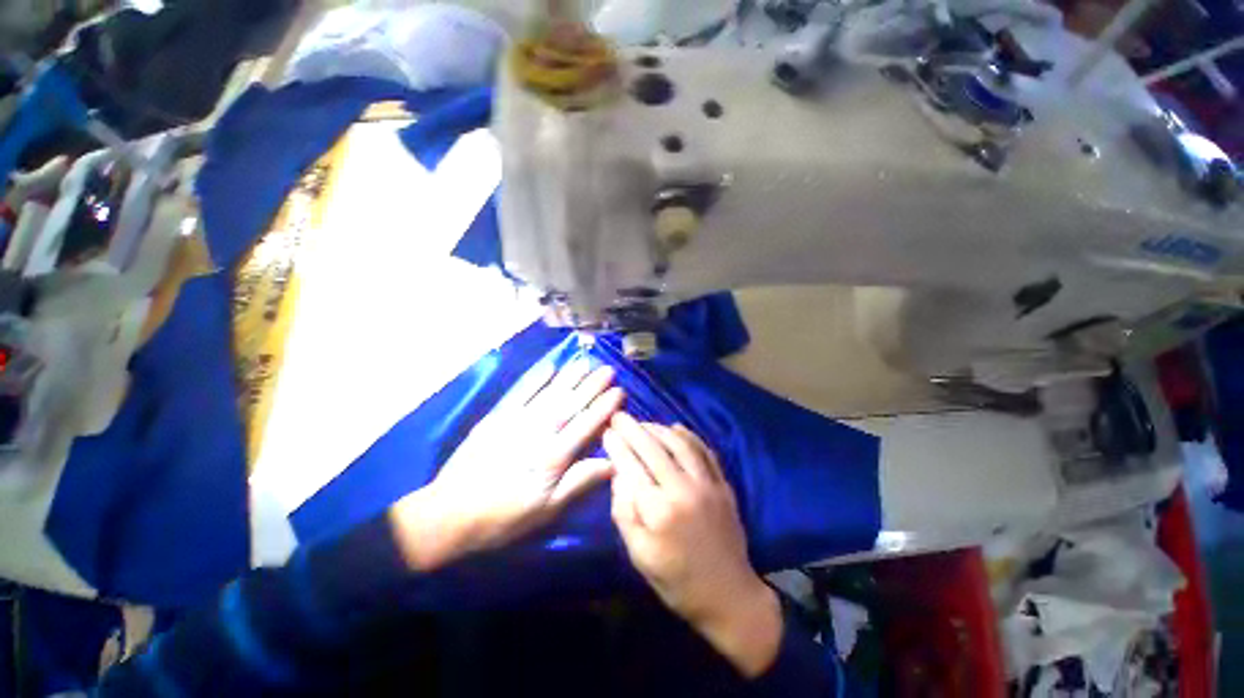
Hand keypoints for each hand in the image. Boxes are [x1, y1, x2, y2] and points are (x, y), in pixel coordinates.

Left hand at [391, 363, 624, 570]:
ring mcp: (516, 421)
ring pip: (549, 393)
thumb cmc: (503, 517)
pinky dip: (536, 378)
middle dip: (591, 385)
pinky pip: (521, 392)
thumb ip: (579, 482)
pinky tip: (549, 367)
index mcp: (552, 456)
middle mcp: (537, 432)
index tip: (619, 392)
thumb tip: (612, 463)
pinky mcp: (497, 417)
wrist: (449, 514)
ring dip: (569, 376)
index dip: (604, 407)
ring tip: (586, 362)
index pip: (585, 425)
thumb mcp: (546, 510)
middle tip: (608, 369)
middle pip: (570, 404)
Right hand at [604, 414, 782, 677]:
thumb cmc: (676, 580)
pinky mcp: (723, 484)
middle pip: (653, 448)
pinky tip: (675, 428)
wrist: (728, 595)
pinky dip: (688, 435)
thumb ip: (624, 512)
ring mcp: (707, 484)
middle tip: (619, 416)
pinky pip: (704, 450)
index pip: (631, 466)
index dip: (617, 445)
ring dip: (658, 428)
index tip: (606, 431)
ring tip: (643, 423)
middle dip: (633, 429)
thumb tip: (619, 475)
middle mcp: (683, 489)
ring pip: (679, 443)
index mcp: (659, 510)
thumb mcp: (639, 555)